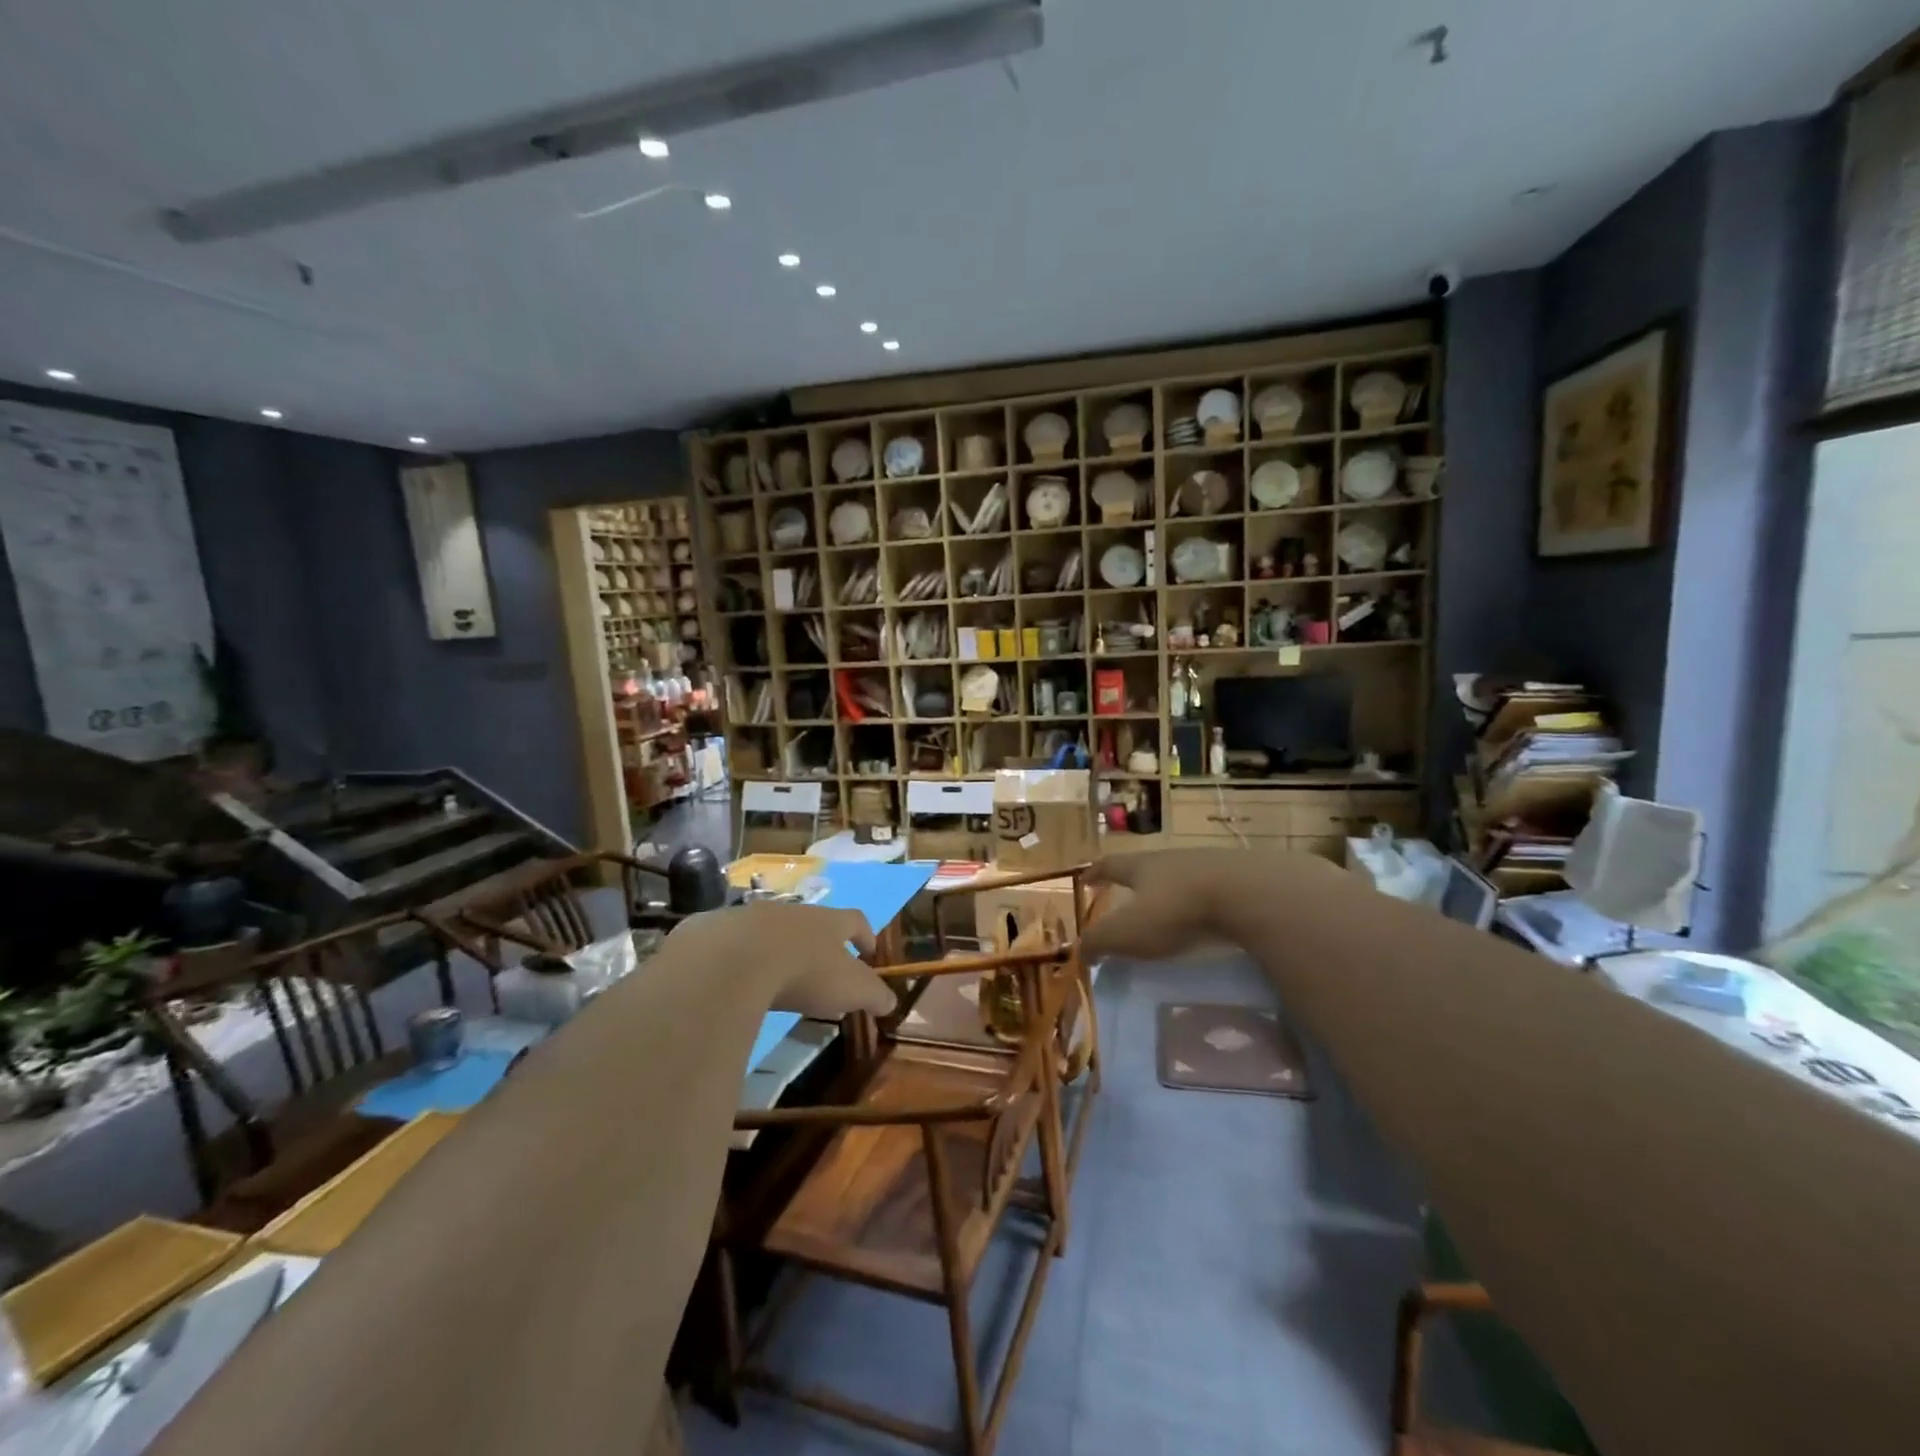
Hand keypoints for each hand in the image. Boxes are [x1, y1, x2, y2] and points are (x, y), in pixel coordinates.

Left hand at [666, 904, 895, 1019]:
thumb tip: (891, 1001)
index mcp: (828, 922)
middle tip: (822, 971)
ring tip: (778, 978)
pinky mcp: (716, 930)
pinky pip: (732, 943)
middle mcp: (793, 913)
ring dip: (779, 949)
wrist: (733, 960)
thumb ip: (873, 995)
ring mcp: (752, 917)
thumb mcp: (849, 989)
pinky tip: (735, 981)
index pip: (855, 921)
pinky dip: (739, 959)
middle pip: (813, 923)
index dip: (865, 935)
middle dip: (819, 944)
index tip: (869, 952)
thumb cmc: (803, 971)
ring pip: (772, 930)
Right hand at [1081, 848, 1254, 960]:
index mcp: (1142, 866)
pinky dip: (1204, 902)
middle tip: (1128, 895)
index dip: (1096, 873)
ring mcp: (1209, 865)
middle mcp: (1172, 859)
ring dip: (1172, 890)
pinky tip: (1208, 917)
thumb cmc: (1177, 910)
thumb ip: (1100, 941)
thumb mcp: (1128, 931)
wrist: (1247, 893)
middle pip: (1147, 866)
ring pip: (1182, 876)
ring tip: (1169, 908)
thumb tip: (1078, 951)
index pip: (1110, 865)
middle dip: (1136, 880)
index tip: (1085, 878)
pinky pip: (1214, 890)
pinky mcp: (1240, 879)